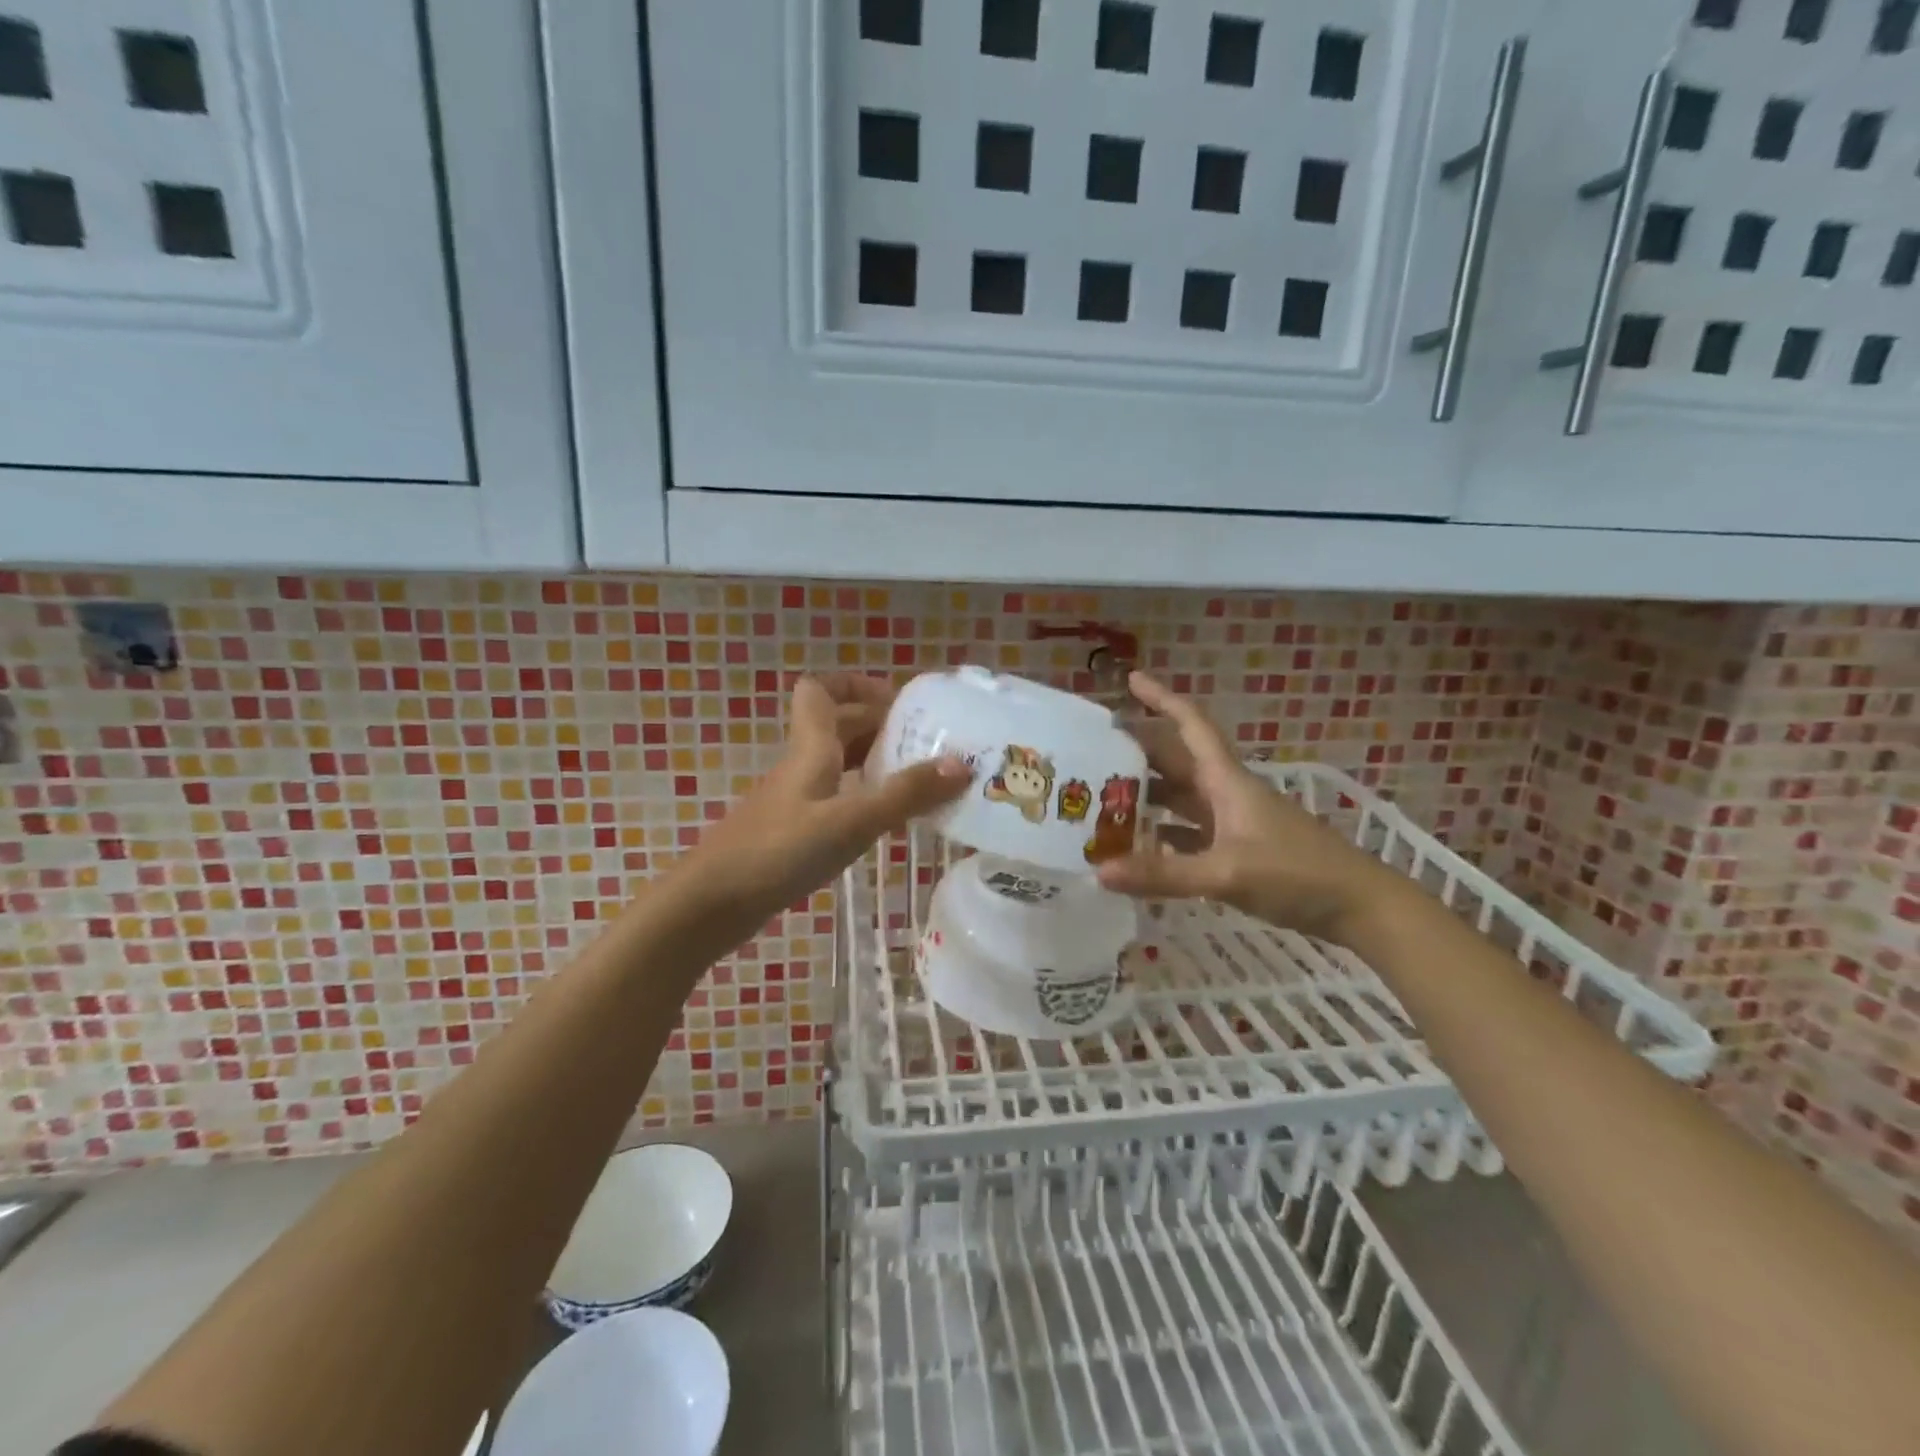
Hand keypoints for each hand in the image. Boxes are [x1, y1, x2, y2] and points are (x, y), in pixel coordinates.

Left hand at [675, 672, 969, 921]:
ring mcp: (794, 799)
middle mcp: (802, 765)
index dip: (856, 684)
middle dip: (880, 724)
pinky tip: (883, 819)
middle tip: (927, 741)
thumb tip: (961, 764)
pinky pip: (834, 796)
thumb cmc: (780, 851)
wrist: (712, 903)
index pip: (821, 691)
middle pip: (838, 725)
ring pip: (837, 762)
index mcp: (811, 748)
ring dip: (874, 760)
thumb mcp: (851, 822)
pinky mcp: (791, 830)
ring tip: (917, 777)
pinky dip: (862, 796)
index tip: (899, 700)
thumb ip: (905, 794)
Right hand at [1095, 673, 1402, 945]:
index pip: (1191, 725)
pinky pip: (1188, 832)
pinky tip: (1138, 847)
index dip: (1162, 699)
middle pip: (1177, 761)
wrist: (1358, 907)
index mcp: (1226, 781)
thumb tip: (1099, 871)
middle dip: (1140, 751)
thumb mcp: (1227, 873)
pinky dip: (1162, 834)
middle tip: (1094, 750)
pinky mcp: (1237, 850)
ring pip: (1180, 798)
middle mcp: (1226, 793)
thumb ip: (1164, 874)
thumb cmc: (1297, 874)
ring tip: (1103, 797)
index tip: (1130, 681)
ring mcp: (1232, 822)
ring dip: (1147, 795)